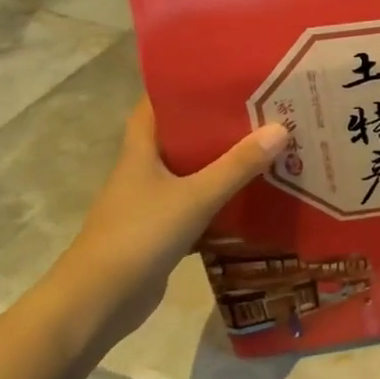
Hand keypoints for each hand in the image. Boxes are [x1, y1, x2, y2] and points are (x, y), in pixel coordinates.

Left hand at [53, 98, 286, 344]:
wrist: (98, 303)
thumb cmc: (139, 237)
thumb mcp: (195, 197)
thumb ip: (237, 166)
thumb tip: (281, 128)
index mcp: (140, 153)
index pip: (154, 106)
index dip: (180, 88)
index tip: (218, 75)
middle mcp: (143, 173)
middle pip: (179, 138)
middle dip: (213, 125)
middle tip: (257, 110)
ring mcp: (149, 205)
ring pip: (190, 174)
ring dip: (220, 164)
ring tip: (263, 148)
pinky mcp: (160, 233)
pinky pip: (196, 207)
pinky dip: (220, 202)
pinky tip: (250, 200)